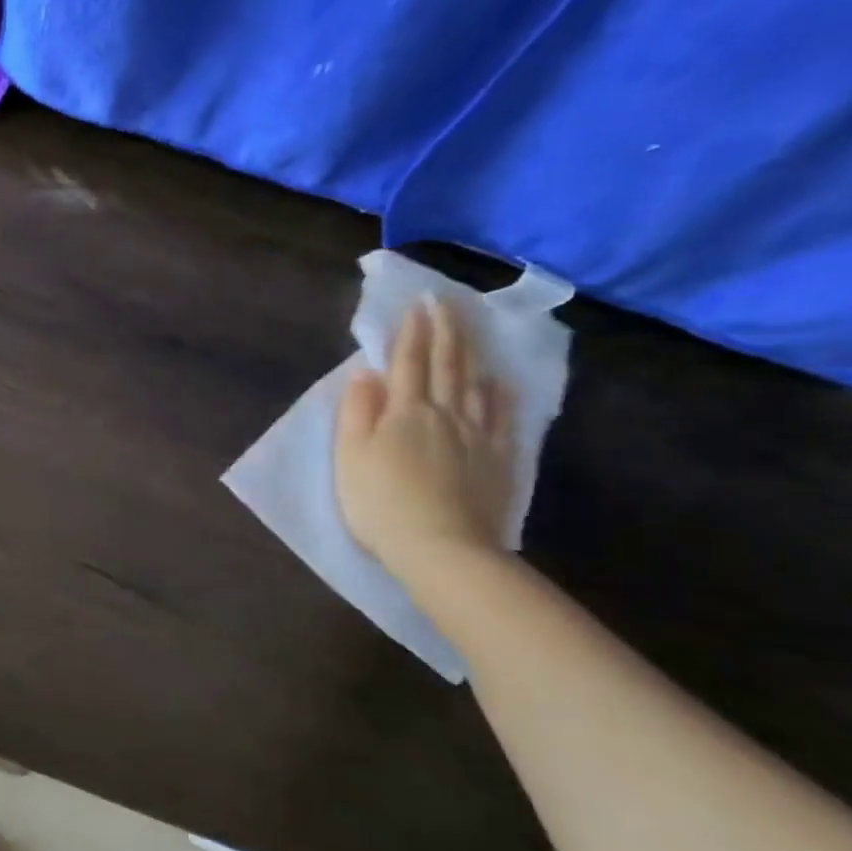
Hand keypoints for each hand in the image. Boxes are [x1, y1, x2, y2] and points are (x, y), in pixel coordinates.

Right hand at [334, 297, 513, 574]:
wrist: (441, 548)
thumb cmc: (381, 503)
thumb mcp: (350, 457)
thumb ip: (356, 411)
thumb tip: (366, 373)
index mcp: (404, 412)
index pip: (408, 362)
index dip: (412, 332)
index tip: (418, 304)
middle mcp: (444, 413)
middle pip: (446, 364)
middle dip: (445, 330)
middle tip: (446, 302)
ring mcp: (476, 435)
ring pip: (474, 383)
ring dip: (470, 352)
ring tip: (470, 329)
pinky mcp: (497, 459)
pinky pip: (501, 417)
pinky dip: (500, 394)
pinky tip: (501, 381)